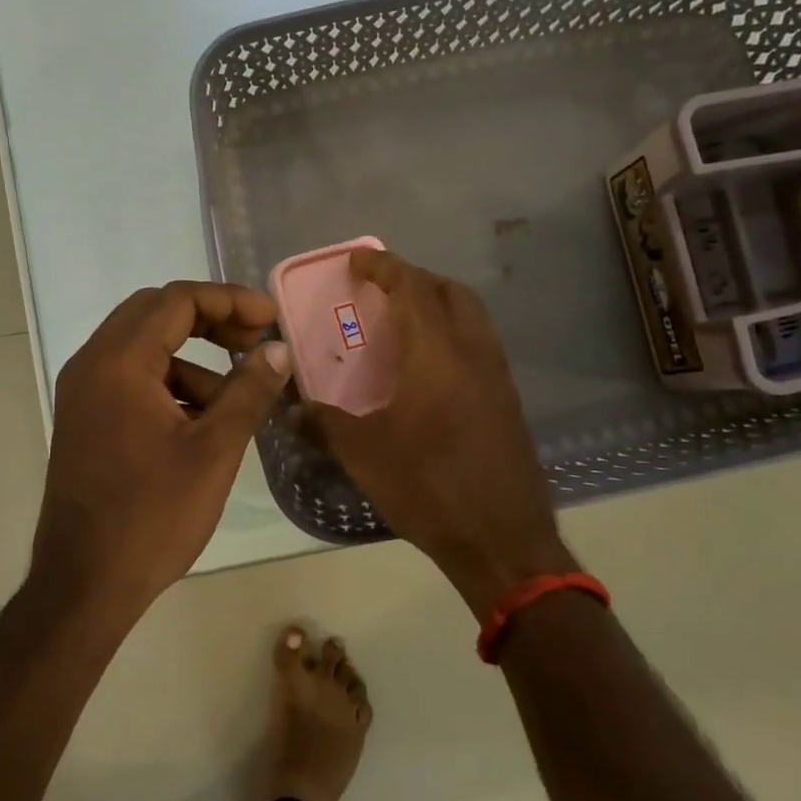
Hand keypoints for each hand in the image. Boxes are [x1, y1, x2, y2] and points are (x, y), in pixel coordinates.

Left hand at [35, 281, 292, 614]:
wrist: (85, 584)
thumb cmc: (152, 516)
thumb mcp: (214, 451)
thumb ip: (249, 391)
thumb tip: (278, 349)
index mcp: (119, 363)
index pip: (177, 301)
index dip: (230, 300)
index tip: (271, 318)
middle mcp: (92, 365)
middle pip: (156, 314)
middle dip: (210, 321)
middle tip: (255, 343)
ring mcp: (83, 392)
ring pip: (144, 349)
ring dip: (193, 361)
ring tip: (236, 401)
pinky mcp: (86, 419)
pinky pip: (132, 380)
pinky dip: (170, 386)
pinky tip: (203, 424)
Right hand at [314, 249, 572, 616]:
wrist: (502, 540)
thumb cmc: (428, 487)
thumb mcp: (363, 454)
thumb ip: (324, 422)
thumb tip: (293, 407)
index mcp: (436, 353)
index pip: (410, 288)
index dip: (382, 266)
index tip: (356, 260)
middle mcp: (473, 352)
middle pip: (450, 292)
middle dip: (414, 279)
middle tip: (381, 291)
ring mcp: (497, 376)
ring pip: (471, 317)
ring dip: (438, 305)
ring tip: (402, 324)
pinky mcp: (507, 401)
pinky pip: (479, 346)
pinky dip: (452, 336)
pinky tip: (428, 370)